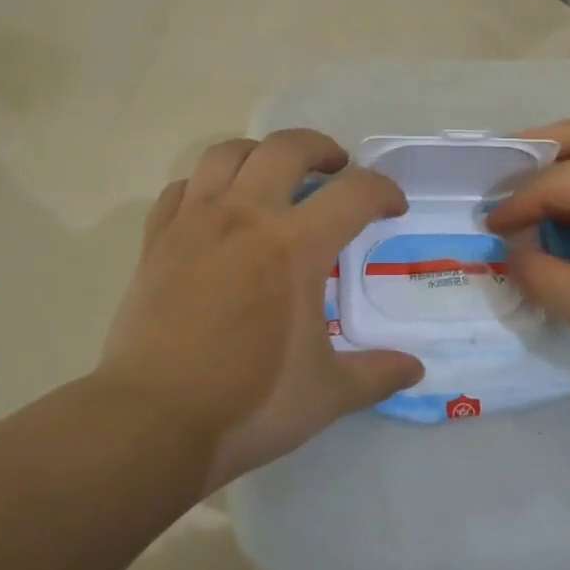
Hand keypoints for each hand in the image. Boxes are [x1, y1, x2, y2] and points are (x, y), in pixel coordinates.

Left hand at [96, 130, 423, 488]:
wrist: (154, 421)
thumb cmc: (250, 405)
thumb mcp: (328, 394)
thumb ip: (377, 374)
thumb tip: (415, 369)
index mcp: (296, 246)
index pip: (355, 192)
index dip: (383, 191)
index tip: (392, 208)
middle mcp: (246, 217)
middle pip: (287, 148)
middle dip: (321, 148)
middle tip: (335, 170)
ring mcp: (195, 224)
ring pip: (227, 153)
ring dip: (260, 154)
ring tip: (273, 176)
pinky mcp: (156, 241)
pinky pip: (182, 189)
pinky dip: (206, 186)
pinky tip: (215, 210)